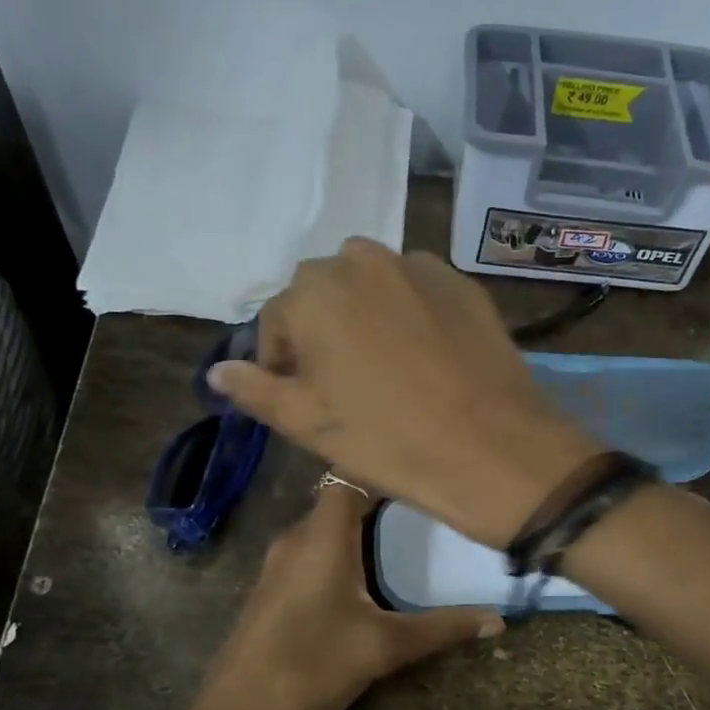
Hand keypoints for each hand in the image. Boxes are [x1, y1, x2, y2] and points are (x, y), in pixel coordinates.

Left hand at [189, 481, 504, 709]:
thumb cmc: (314, 664)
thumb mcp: (384, 647)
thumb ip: (441, 628)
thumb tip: (497, 621)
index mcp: (322, 536)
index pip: (350, 476)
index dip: (382, 468)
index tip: (420, 474)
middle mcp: (296, 538)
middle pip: (338, 500)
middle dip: (378, 500)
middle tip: (423, 507)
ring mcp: (278, 564)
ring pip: (323, 529)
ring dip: (357, 529)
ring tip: (401, 536)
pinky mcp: (271, 589)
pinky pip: (310, 553)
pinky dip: (338, 551)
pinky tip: (362, 577)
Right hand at [208, 240, 599, 547]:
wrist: (490, 448)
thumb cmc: (386, 440)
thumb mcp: (306, 423)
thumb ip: (255, 389)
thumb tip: (219, 370)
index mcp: (313, 292)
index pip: (277, 319)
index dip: (282, 360)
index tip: (299, 396)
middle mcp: (361, 261)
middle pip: (322, 292)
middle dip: (321, 328)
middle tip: (341, 380)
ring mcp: (417, 267)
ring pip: (370, 283)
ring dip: (363, 313)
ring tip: (383, 362)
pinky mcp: (461, 283)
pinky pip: (416, 289)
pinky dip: (407, 311)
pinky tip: (424, 353)